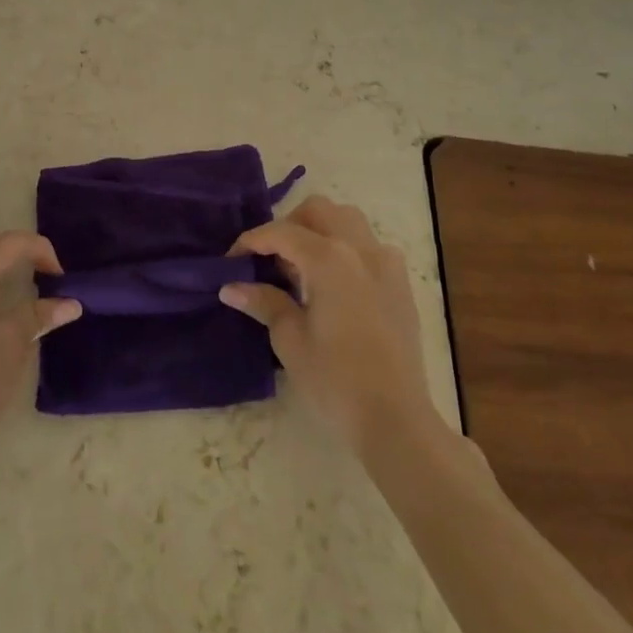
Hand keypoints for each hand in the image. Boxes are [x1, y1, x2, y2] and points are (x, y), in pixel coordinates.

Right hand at [220, 196, 437, 452]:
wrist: (396, 421)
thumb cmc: (336, 381)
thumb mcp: (290, 340)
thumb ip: (263, 302)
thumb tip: (230, 287)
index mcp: (328, 258)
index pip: (281, 232)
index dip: (251, 241)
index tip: (232, 261)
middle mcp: (359, 248)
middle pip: (318, 210)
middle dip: (289, 225)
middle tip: (271, 258)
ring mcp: (386, 263)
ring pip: (348, 220)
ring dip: (321, 230)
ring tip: (304, 266)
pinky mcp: (401, 284)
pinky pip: (370, 247)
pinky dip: (347, 249)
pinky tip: (337, 284)